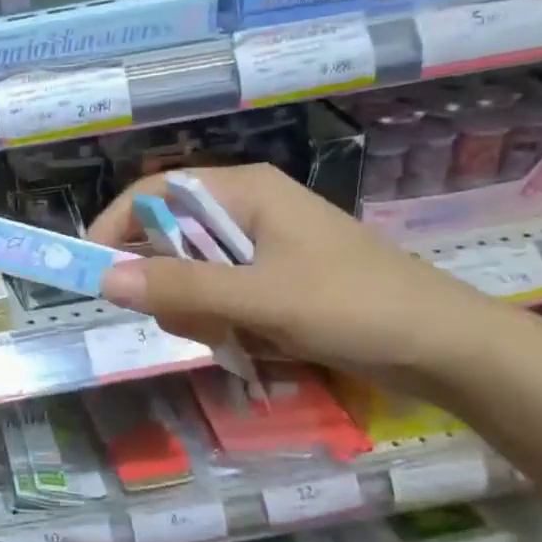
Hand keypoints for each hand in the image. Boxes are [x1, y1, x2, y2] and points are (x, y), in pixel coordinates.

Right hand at [91, 163, 520, 394]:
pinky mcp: (274, 281)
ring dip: (202, 312)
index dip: (117, 226)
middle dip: (173, 286)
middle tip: (197, 322)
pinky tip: (258, 345)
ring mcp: (262, 247)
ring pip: (193, 276)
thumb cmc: (354, 306)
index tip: (94, 270)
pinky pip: (221, 298)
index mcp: (244, 190)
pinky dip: (226, 325)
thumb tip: (104, 279)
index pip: (154, 192)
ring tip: (241, 338)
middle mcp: (247, 210)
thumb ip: (181, 288)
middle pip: (170, 239)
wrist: (447, 350)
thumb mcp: (261, 298)